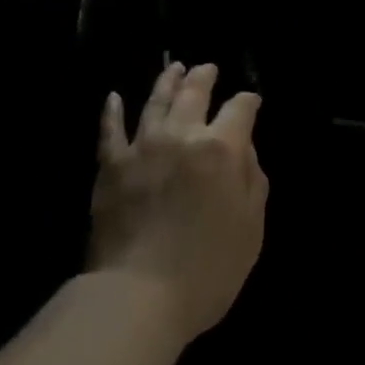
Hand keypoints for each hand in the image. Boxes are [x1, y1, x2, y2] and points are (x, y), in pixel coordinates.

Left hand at [88, 62, 267, 342]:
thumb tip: (245, 149)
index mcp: (221, 148)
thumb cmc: (206, 270)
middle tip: (208, 68)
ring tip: (174, 68)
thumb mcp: (251, 229)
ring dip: (167, 81)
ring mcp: (143, 146)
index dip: (248, 101)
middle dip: (205, 76)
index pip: (240, 109)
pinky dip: (112, 111)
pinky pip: (110, 130)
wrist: (138, 297)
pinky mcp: (111, 165)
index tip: (251, 101)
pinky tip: (114, 97)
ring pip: (156, 100)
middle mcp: (182, 135)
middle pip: (195, 92)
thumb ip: (253, 181)